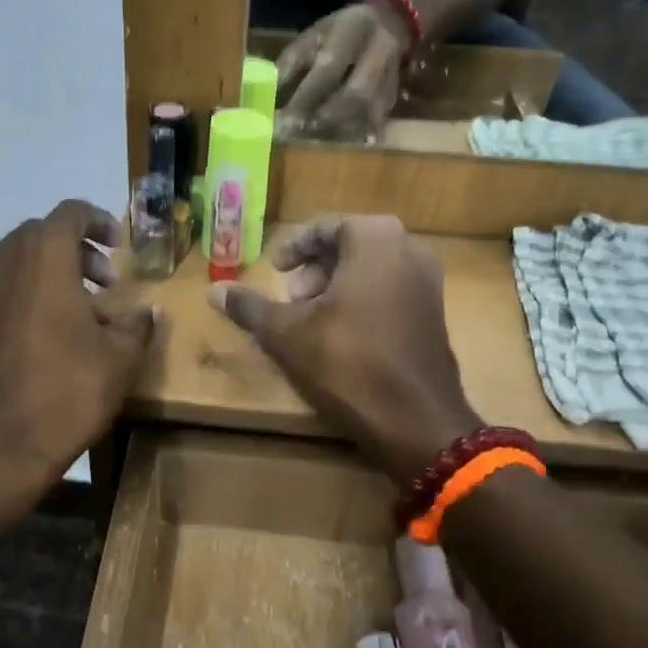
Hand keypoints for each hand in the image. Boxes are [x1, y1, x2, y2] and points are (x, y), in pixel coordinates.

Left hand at [0, 200, 156, 492]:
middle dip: (78, 250)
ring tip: (87, 309)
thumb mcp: (119, 359)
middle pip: (43, 235)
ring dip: (55, 273)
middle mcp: (4, 264)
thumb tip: (147, 312)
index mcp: (43, 258)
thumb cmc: (65, 392)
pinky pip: (6, 290)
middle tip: (108, 280)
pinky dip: (33, 295)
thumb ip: (137, 325)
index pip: (70, 213)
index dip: (99, 221)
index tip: (120, 245)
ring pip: (21, 263)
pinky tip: (56, 335)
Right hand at [206, 215, 482, 483]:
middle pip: (350, 246)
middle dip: (314, 269)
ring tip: (309, 320)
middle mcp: (410, 250)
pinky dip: (361, 301)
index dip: (293, 248)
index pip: (325, 227)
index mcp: (376, 239)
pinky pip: (390, 291)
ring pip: (371, 270)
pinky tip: (339, 336)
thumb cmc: (347, 363)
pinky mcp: (434, 313)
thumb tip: (213, 291)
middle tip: (290, 298)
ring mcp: (429, 283)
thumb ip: (250, 307)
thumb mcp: (286, 333)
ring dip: (335, 287)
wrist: (414, 420)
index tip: (274, 270)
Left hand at [275, 2, 410, 141]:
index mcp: (352, 33)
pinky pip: (375, 125)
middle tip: (298, 136)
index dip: (306, 98)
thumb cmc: (341, 32)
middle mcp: (378, 55)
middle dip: (325, 119)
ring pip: (367, 114)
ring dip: (338, 132)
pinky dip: (353, 139)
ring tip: (311, 144)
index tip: (283, 121)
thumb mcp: (313, 36)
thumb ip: (291, 62)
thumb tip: (265, 92)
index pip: (329, 70)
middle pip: (356, 96)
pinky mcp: (394, 100)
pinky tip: (334, 148)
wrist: (392, 22)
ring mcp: (391, 79)